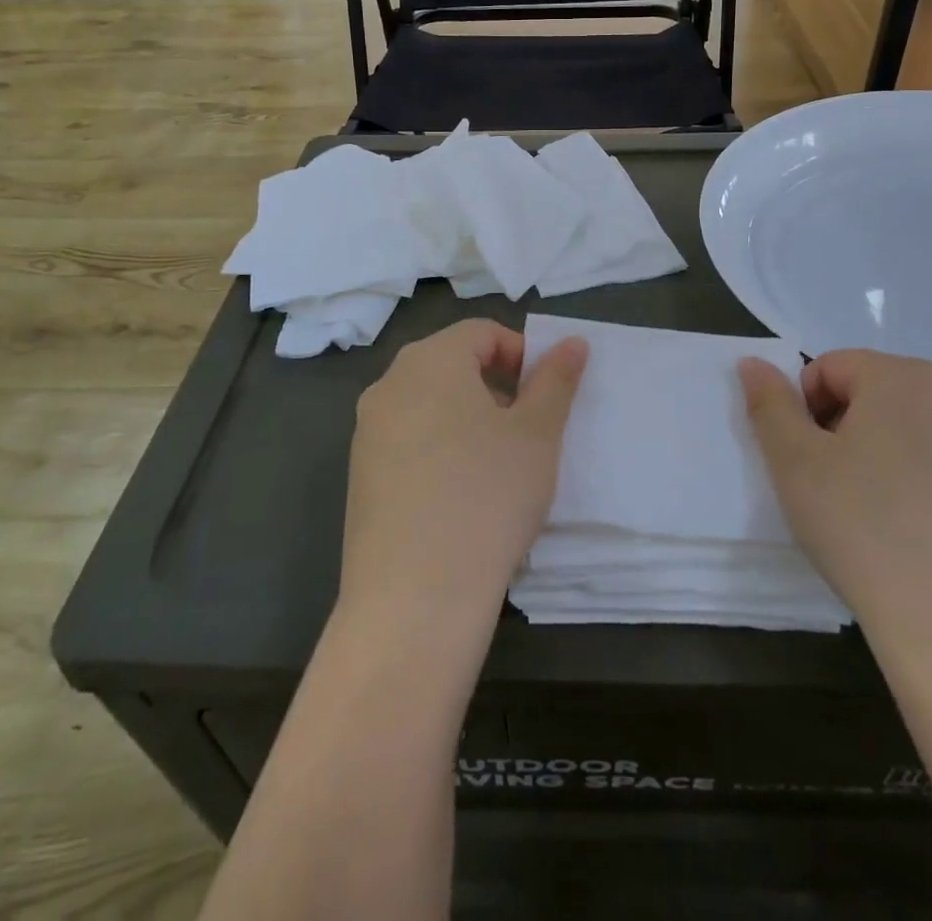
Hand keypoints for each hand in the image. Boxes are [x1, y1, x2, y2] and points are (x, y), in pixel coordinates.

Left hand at [338, 320, 587, 640]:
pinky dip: (439, 450)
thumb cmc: (487, 495)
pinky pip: (407, 441)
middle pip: (452, 364)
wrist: (414, 598)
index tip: (544, 398)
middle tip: (526, 432)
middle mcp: (389, 384)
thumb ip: (556, 380)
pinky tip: (460, 497)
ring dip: (468, 419)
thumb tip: (572, 342)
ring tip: (496, 467)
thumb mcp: (537, 433)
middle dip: (495, 387)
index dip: (522, 354)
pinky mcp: (359, 475)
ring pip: (429, 404)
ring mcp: (367, 431)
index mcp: (429, 360)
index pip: (482, 332)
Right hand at [738, 350, 931, 667]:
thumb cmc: (862, 527)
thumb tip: (752, 361)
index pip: (827, 368)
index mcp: (900, 375)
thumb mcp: (794, 462)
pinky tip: (910, 527)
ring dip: (876, 452)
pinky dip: (914, 478)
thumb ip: (768, 402)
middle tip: (831, 485)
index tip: (806, 462)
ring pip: (904, 426)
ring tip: (869, 509)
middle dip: (840, 427)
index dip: (803, 411)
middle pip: (869, 391)